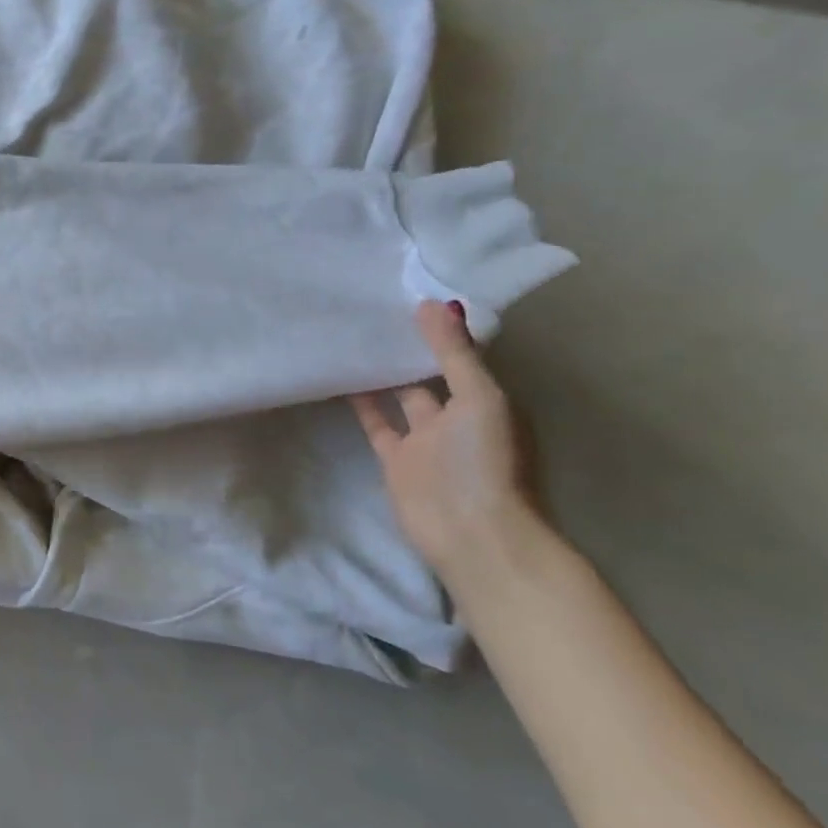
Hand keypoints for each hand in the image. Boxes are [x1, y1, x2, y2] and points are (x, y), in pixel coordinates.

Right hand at [350, 301, 543, 582]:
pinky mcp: (394, 459)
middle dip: (410, 348)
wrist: (467, 530)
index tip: (411, 297)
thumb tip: (433, 303)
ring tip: (354, 339)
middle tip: (376, 312)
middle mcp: (457, 417)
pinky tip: (340, 378)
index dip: (440, 331)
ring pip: (400, 397)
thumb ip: (454, 354)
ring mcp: (424, 440)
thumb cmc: (482, 460)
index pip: (462, 357)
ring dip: (382, 373)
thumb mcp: (478, 398)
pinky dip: (361, 403)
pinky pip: (376, 423)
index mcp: (487, 401)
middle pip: (431, 375)